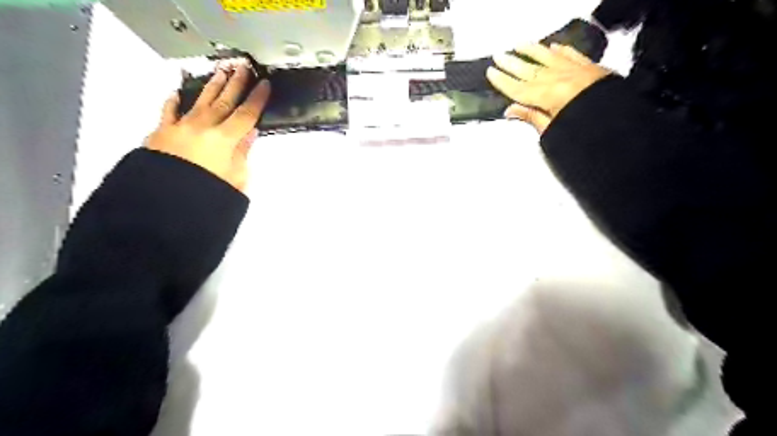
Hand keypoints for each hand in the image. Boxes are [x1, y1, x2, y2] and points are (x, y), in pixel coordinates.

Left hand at [146, 57, 271, 191]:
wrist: (166, 204)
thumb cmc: (206, 194)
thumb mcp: (237, 178)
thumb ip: (243, 153)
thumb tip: (249, 134)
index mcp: (224, 140)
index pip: (246, 114)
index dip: (257, 99)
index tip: (264, 85)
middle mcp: (203, 128)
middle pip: (224, 101)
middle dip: (236, 83)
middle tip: (243, 68)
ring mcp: (180, 128)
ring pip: (200, 101)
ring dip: (212, 86)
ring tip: (220, 73)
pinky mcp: (162, 134)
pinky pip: (168, 112)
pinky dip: (173, 102)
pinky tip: (177, 94)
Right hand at [484, 42, 612, 134]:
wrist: (621, 123)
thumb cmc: (587, 129)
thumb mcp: (553, 130)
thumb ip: (532, 117)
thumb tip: (511, 111)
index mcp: (547, 96)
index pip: (517, 87)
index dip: (502, 81)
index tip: (491, 73)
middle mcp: (559, 79)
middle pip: (529, 70)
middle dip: (511, 63)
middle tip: (499, 56)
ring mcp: (575, 71)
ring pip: (548, 57)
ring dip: (532, 51)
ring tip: (520, 45)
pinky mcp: (590, 69)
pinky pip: (572, 55)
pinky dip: (561, 50)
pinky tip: (554, 47)